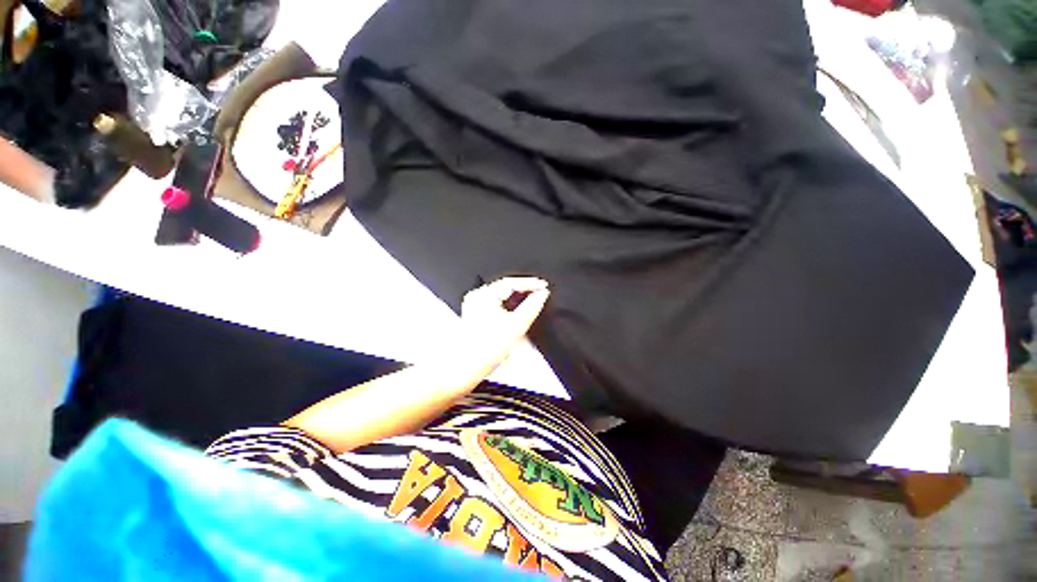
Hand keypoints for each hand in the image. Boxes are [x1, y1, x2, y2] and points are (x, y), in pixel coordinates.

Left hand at [458, 277, 550, 369]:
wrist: (467, 367)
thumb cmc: (486, 350)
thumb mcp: (516, 326)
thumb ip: (532, 307)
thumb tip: (542, 294)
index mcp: (483, 296)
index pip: (511, 282)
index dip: (530, 283)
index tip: (544, 285)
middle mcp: (476, 296)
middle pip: (505, 286)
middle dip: (524, 289)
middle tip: (541, 291)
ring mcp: (474, 304)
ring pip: (501, 293)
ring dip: (517, 296)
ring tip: (532, 298)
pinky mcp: (475, 312)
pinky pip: (495, 301)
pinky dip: (508, 303)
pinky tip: (517, 307)